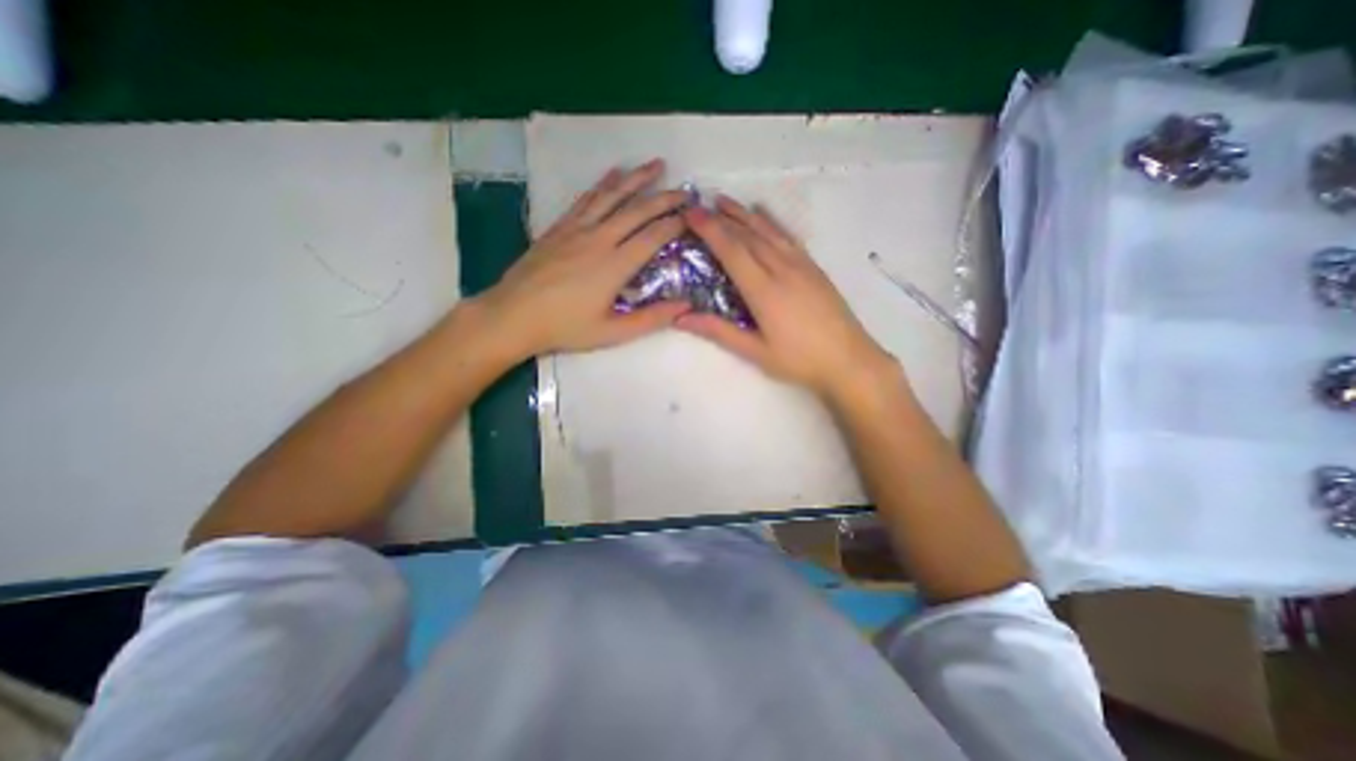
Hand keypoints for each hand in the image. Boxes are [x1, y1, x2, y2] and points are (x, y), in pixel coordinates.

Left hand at [473, 157, 689, 360]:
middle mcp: (599, 238)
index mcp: (615, 265)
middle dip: (665, 197)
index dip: (675, 224)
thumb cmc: (565, 327)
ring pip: (612, 195)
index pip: (653, 237)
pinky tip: (614, 174)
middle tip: (686, 189)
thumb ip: (651, 319)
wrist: (514, 315)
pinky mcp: (560, 226)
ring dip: (637, 178)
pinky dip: (603, 184)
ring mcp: (577, 228)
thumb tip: (686, 307)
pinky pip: (586, 198)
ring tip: (656, 165)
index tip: (693, 217)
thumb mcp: (612, 332)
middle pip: (637, 210)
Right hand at [678, 192, 896, 404]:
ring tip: (723, 201)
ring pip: (767, 231)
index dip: (710, 229)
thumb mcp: (755, 351)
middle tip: (699, 205)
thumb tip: (680, 318)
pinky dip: (770, 222)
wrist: (848, 359)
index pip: (732, 250)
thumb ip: (718, 331)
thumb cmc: (799, 360)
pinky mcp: (813, 267)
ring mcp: (801, 264)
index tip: (690, 213)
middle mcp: (781, 269)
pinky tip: (762, 214)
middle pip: (747, 235)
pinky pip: (787, 236)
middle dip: (721, 218)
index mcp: (763, 290)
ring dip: (743, 214)